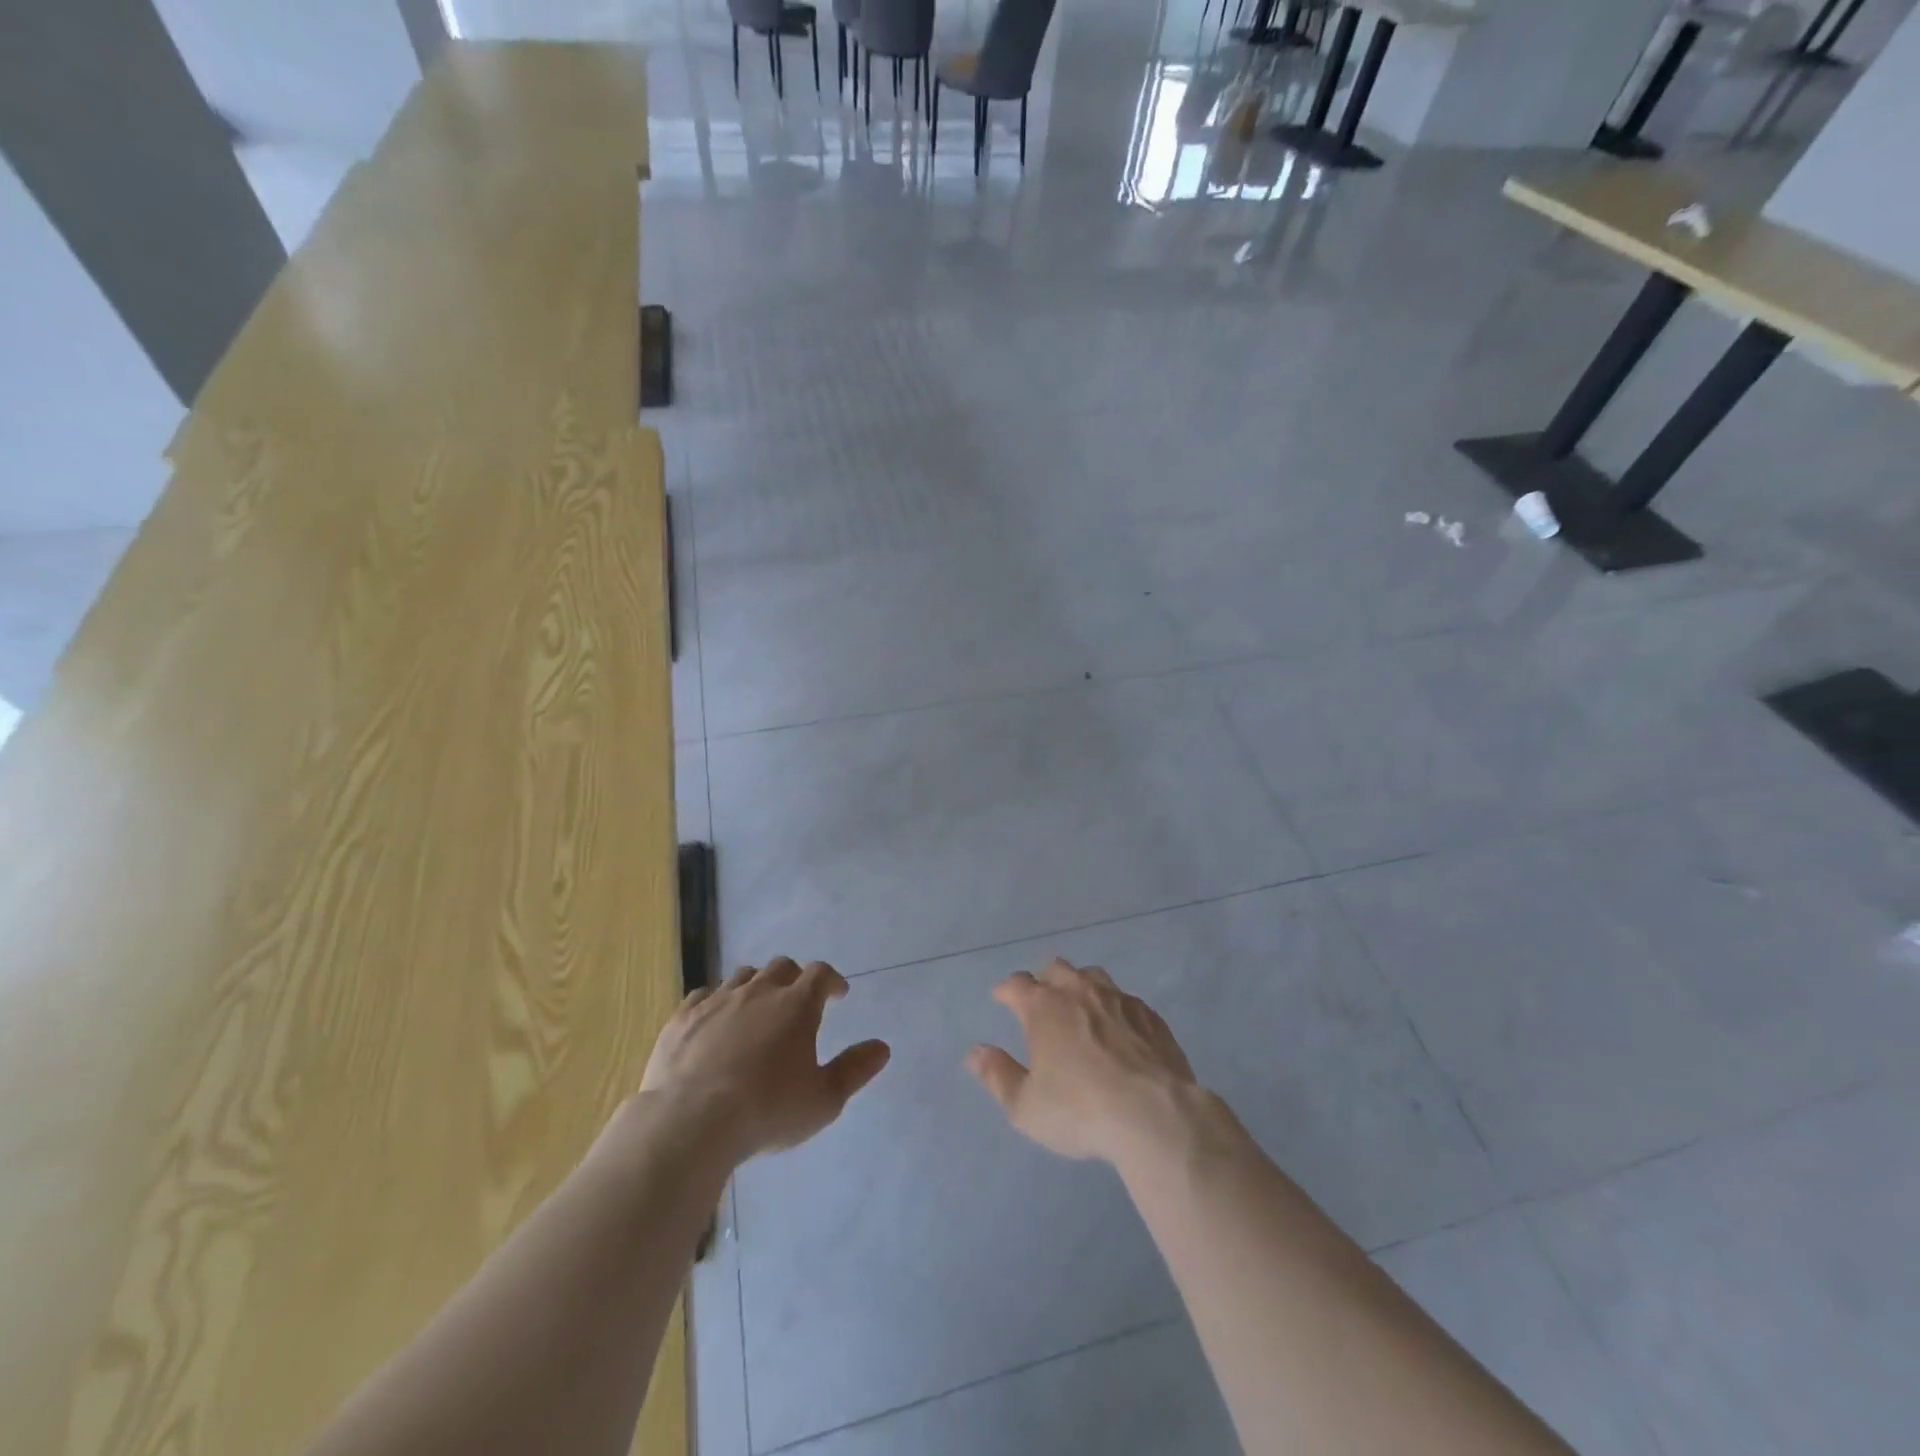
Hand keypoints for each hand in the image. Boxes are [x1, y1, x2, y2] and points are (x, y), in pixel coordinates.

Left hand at [639, 958, 890, 1161]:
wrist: (690, 1123)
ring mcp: (717, 1001)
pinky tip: (715, 1021)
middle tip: (798, 1001)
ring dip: (756, 986)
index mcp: (796, 1005)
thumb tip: (882, 1047)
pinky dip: (716, 1002)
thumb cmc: (766, 1111)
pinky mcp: (683, 1018)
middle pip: (781, 967)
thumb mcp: (823, 1100)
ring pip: (742, 976)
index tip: (838, 994)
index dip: (832, 980)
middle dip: (794, 978)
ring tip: (757, 1009)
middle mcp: (758, 992)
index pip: (820, 974)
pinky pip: (703, 995)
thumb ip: (854, 1070)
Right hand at [966, 958, 1198, 1164]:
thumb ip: (997, 1075)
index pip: (1017, 984)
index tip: (1001, 997)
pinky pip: (1124, 999)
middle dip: (1043, 980)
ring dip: (1079, 985)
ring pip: (1092, 976)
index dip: (1006, 990)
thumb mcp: (1025, 1105)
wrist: (1153, 1114)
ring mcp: (1118, 999)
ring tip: (1078, 1005)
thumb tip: (975, 1053)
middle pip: (1055, 969)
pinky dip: (1113, 1007)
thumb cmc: (1079, 1110)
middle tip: (1040, 1000)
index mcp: (1043, 1007)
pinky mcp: (1149, 1015)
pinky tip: (1118, 1027)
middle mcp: (1079, 991)